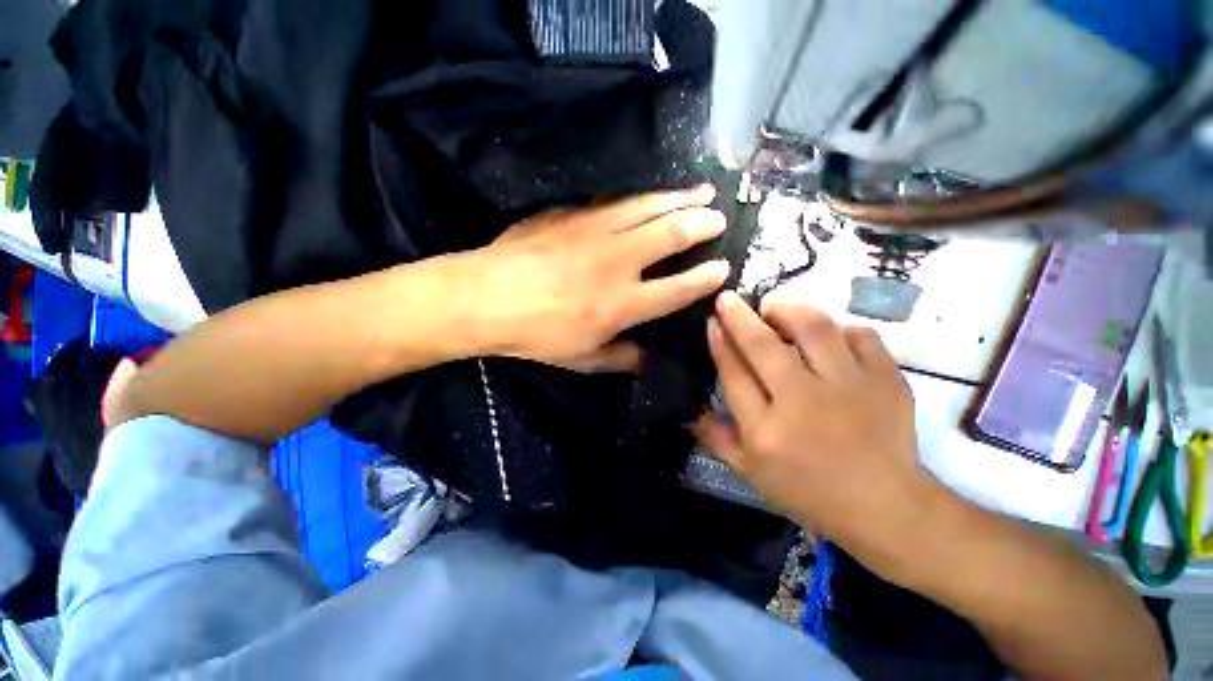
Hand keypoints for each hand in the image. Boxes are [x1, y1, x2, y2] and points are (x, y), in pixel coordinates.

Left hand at [465, 185, 728, 372]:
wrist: (485, 298)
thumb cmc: (536, 335)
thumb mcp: (583, 359)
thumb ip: (622, 357)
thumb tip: (649, 356)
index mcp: (622, 304)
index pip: (678, 288)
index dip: (705, 278)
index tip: (723, 269)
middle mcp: (617, 263)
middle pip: (671, 235)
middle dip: (702, 225)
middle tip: (719, 219)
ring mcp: (595, 231)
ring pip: (648, 207)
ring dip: (680, 198)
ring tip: (703, 190)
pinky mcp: (573, 214)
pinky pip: (615, 200)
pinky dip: (641, 196)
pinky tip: (651, 194)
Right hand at [693, 290, 943, 564]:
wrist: (885, 507)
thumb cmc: (808, 491)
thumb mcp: (750, 472)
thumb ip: (716, 437)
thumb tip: (688, 408)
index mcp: (766, 430)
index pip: (733, 373)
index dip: (719, 342)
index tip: (711, 321)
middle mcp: (803, 403)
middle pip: (762, 345)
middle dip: (739, 315)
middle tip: (727, 298)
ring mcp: (849, 388)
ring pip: (813, 329)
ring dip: (787, 310)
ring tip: (774, 307)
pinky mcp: (886, 380)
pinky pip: (860, 335)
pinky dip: (839, 328)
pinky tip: (827, 336)